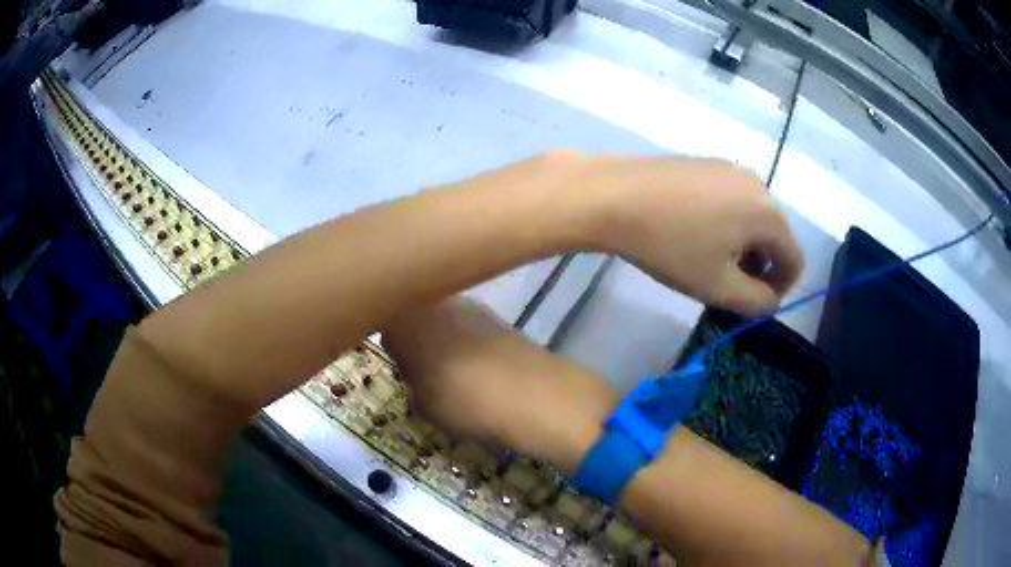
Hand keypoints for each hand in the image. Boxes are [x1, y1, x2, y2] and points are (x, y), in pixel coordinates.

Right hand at [381, 297, 615, 471]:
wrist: (538, 397)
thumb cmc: (466, 403)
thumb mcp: (422, 402)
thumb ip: (410, 379)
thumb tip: (415, 370)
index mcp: (408, 318)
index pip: (383, 320)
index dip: (390, 345)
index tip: (400, 368)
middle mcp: (437, 301)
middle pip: (413, 312)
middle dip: (413, 337)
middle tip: (421, 371)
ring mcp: (471, 305)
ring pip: (441, 315)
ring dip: (440, 337)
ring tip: (452, 371)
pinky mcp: (498, 316)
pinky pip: (467, 323)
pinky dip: (465, 340)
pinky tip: (477, 367)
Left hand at [545, 155, 803, 314]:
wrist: (613, 196)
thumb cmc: (671, 245)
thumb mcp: (718, 286)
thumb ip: (756, 301)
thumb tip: (771, 299)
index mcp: (769, 213)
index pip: (794, 260)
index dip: (780, 287)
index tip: (753, 302)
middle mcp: (758, 184)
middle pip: (776, 236)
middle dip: (761, 266)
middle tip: (729, 284)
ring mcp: (730, 168)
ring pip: (753, 217)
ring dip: (744, 245)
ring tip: (710, 260)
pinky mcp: (706, 162)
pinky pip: (732, 199)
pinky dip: (727, 222)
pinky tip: (695, 231)